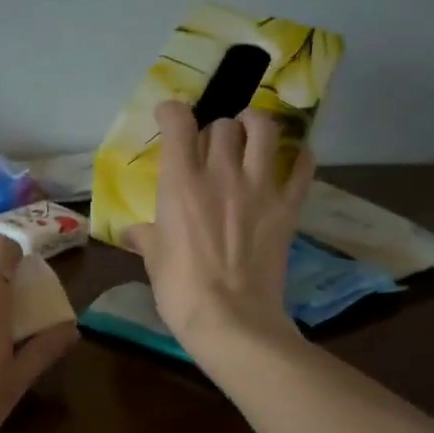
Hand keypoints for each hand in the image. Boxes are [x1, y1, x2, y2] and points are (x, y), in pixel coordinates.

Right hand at [125, 101, 313, 354]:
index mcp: (180, 183)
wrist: (231, 321)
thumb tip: (131, 232)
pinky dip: (300, 157)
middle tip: (212, 146)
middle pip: (222, 125)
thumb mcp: (154, 261)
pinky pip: (302, 169)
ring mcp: (258, 189)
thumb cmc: (181, 291)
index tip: (168, 117)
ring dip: (255, 124)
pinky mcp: (287, 208)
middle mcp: (220, 174)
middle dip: (215, 129)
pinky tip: (294, 157)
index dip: (172, 111)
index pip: (178, 123)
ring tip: (251, 132)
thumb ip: (145, 237)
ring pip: (264, 130)